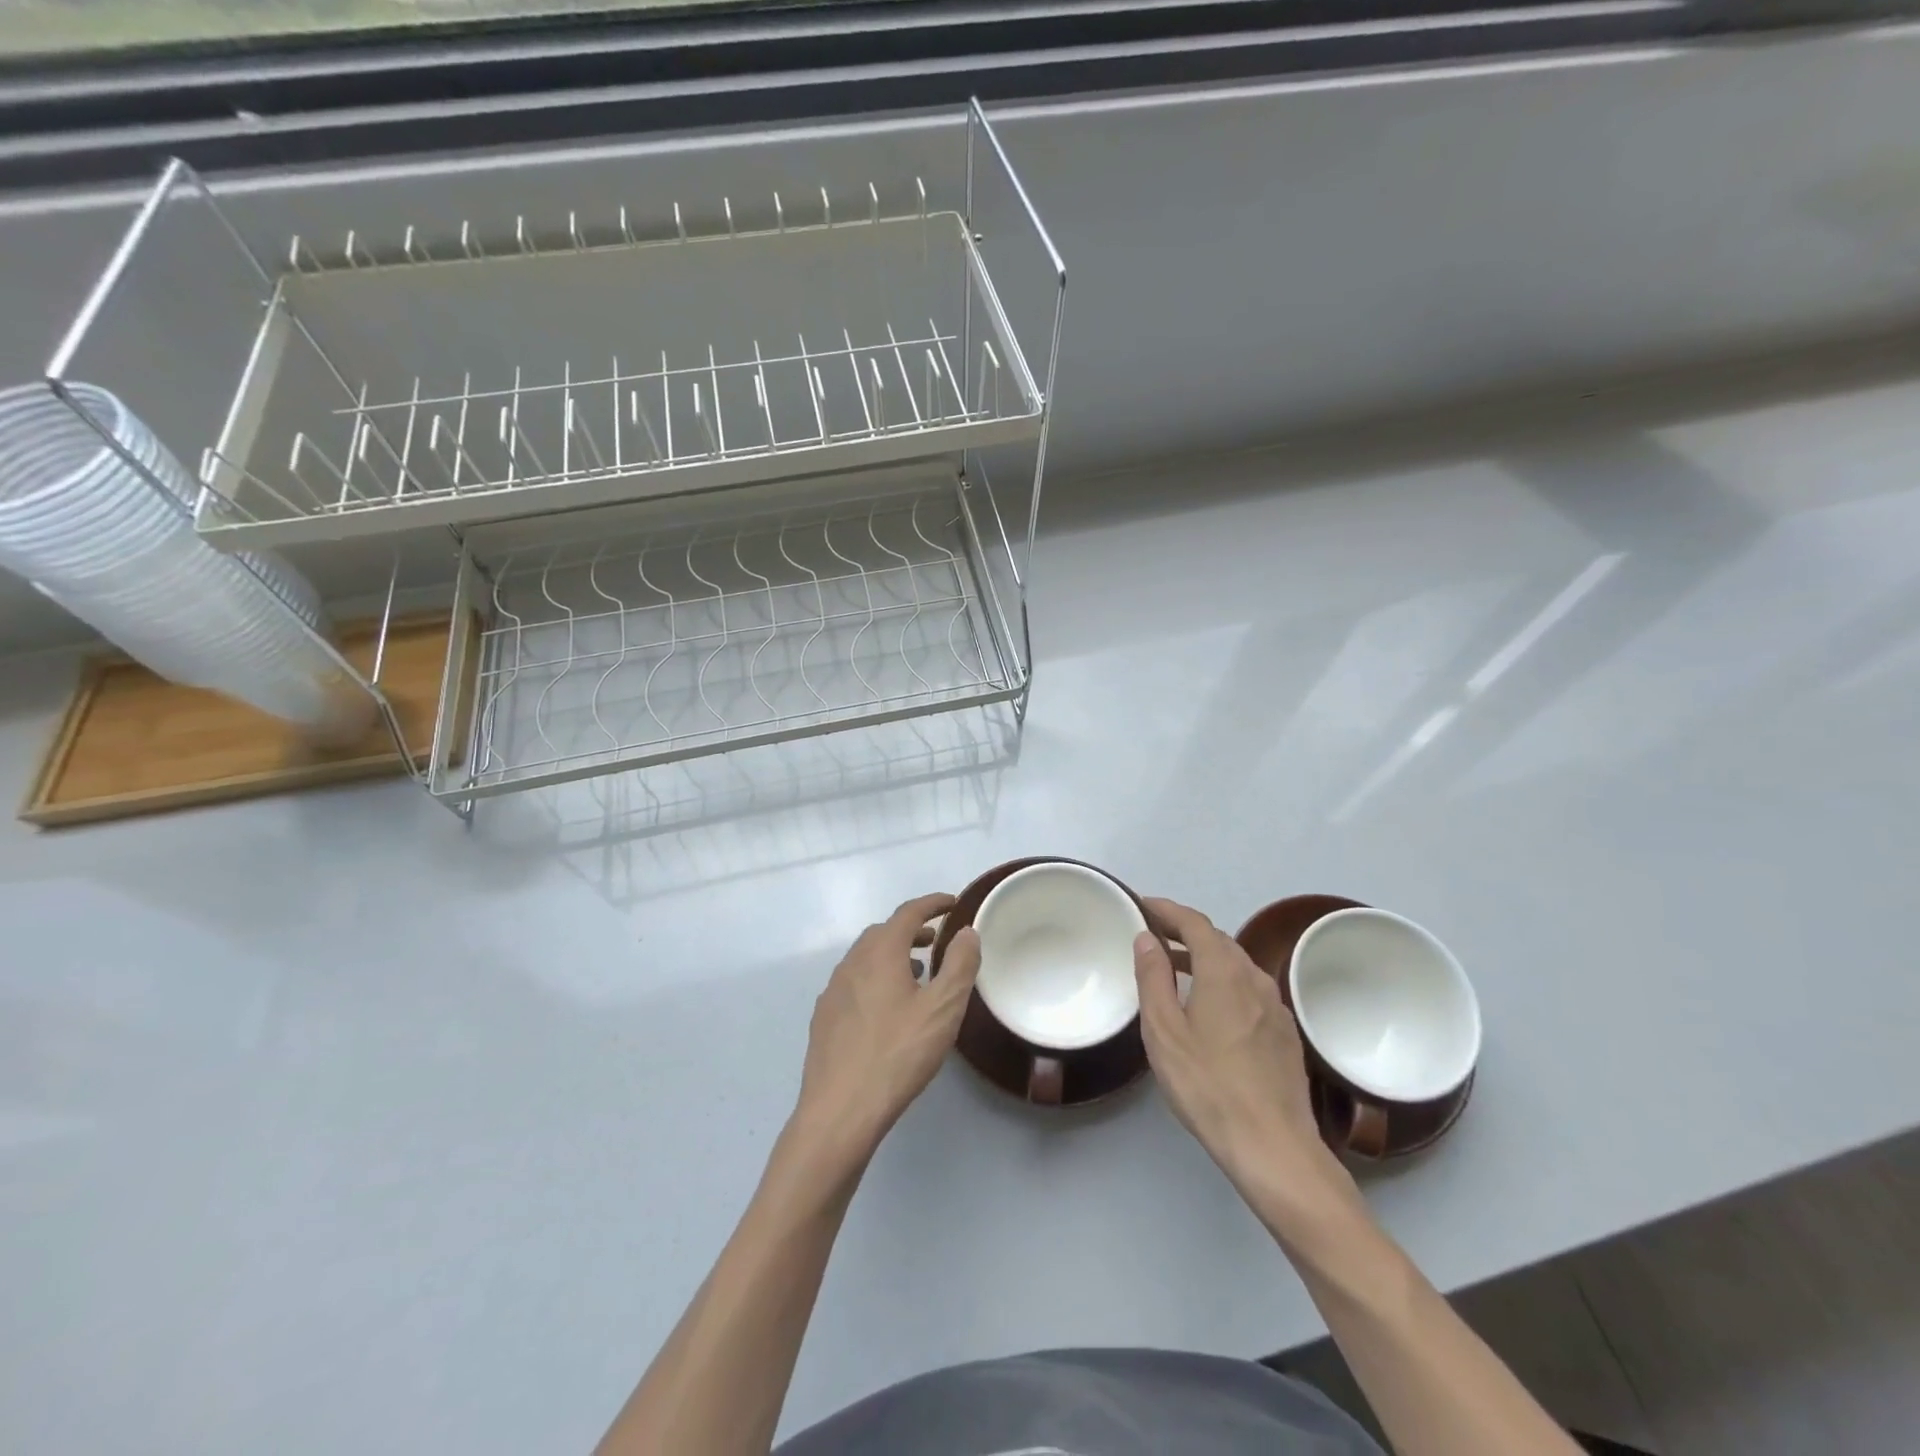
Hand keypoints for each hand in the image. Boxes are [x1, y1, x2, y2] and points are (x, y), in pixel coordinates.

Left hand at [794, 893, 980, 1160]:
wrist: (840, 1110)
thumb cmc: (898, 1054)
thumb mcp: (943, 1009)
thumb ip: (959, 965)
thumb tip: (966, 931)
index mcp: (880, 953)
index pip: (908, 913)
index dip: (932, 904)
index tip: (952, 903)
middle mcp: (852, 963)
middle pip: (883, 932)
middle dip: (911, 930)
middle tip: (936, 941)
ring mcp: (833, 991)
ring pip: (865, 958)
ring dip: (892, 955)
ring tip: (916, 974)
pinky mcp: (824, 1018)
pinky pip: (854, 983)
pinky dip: (875, 979)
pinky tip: (886, 1009)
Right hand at [1133, 898, 1354, 1220]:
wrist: (1273, 1147)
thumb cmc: (1207, 1086)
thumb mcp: (1164, 1031)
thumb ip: (1153, 978)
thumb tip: (1146, 939)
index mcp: (1224, 972)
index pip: (1195, 923)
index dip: (1167, 910)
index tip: (1143, 905)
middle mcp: (1255, 979)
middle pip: (1218, 940)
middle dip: (1184, 930)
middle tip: (1152, 934)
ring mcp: (1276, 1006)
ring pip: (1236, 964)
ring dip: (1204, 956)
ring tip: (1174, 966)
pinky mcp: (1285, 1032)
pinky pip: (1248, 988)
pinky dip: (1222, 980)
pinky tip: (1208, 1004)